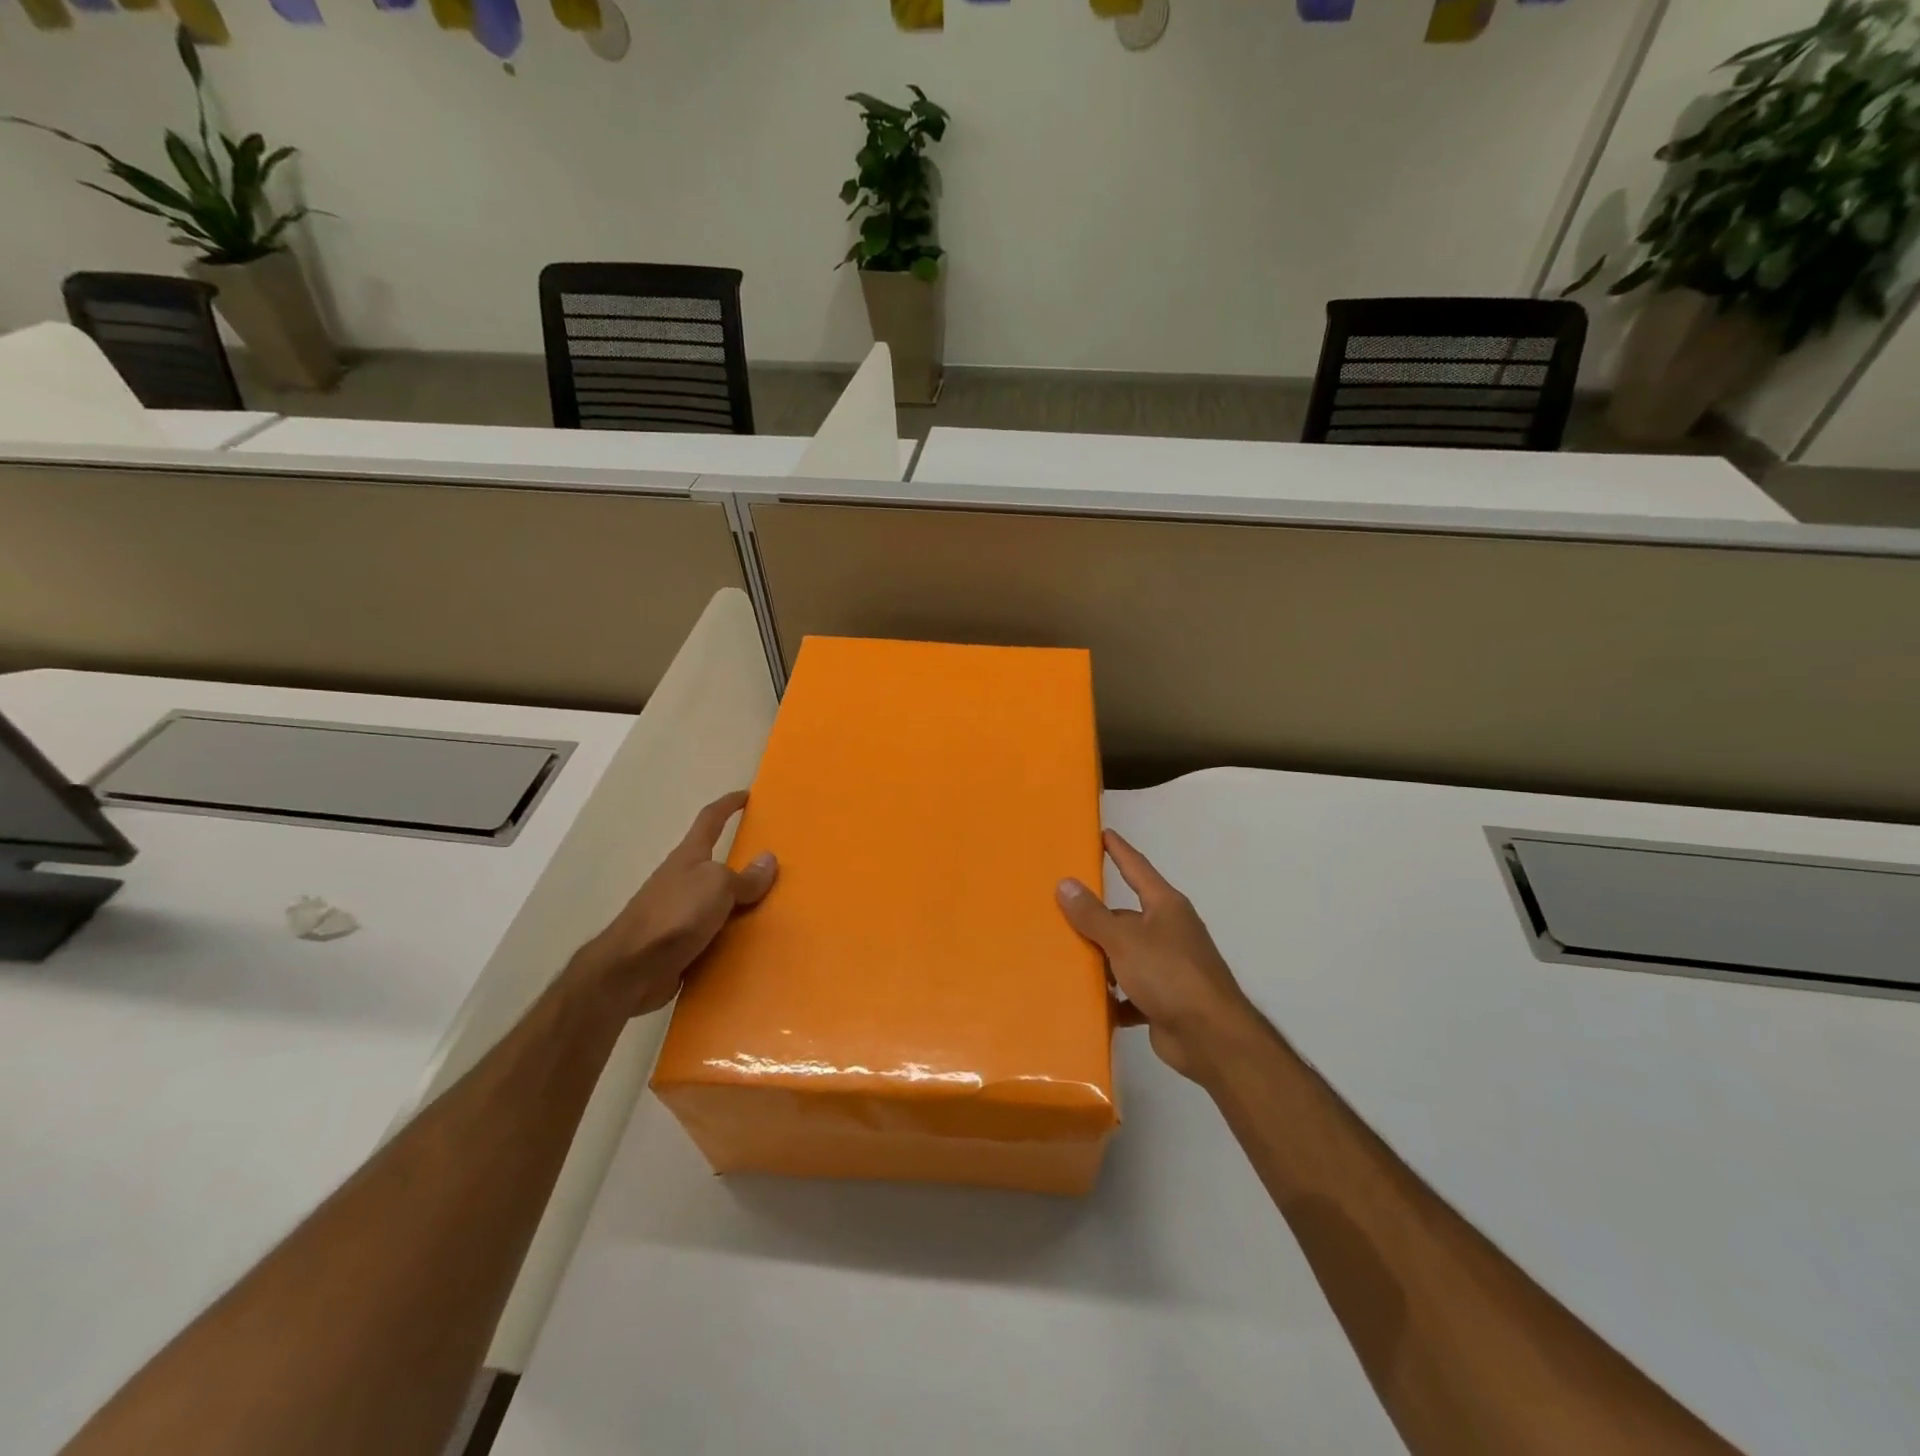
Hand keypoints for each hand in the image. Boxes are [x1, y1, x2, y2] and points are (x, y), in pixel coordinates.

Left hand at [574, 790, 777, 1018]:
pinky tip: (752, 947)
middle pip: (715, 863)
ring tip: (773, 909)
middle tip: (773, 865)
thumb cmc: (675, 915)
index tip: (746, 796)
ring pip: (717, 902)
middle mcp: (682, 880)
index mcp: (689, 857)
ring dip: (740, 905)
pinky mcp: (678, 945)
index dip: (728, 805)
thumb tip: (768, 860)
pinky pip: (713, 935)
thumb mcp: (717, 886)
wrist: (631, 970)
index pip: (710, 820)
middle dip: (741, 862)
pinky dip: (731, 937)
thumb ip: (745, 877)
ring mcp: (678, 913)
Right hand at [1057, 830, 1259, 1083]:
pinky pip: (1130, 991)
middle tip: (1059, 911)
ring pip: (1125, 955)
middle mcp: (1169, 930)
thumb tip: (1065, 883)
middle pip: (1125, 916)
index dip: (1119, 850)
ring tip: (1063, 957)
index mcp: (1165, 906)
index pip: (1137, 868)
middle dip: (1096, 917)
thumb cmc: (1169, 975)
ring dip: (1101, 960)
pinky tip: (1089, 1001)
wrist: (1211, 1038)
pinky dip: (1113, 996)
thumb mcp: (1124, 940)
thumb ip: (1093, 914)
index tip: (1102, 833)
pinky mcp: (1164, 1000)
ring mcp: (1169, 966)